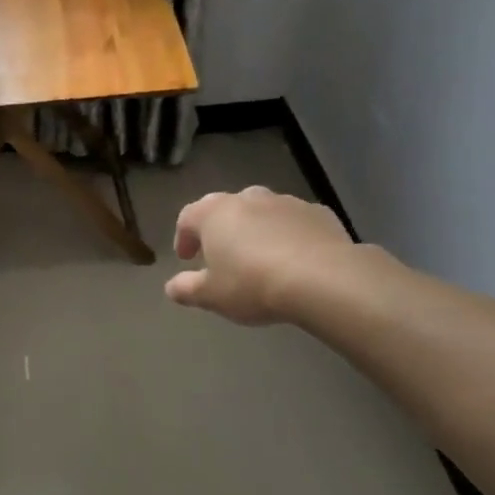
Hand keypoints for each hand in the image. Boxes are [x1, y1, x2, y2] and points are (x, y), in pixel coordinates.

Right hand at [165, 188, 355, 324]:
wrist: (323, 279)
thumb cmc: (253, 284)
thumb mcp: (211, 296)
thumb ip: (187, 289)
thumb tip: (172, 287)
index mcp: (214, 213)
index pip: (188, 217)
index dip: (183, 237)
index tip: (186, 258)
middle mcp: (248, 198)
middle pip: (227, 210)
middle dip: (221, 230)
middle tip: (223, 256)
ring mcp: (286, 202)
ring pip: (263, 212)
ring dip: (256, 230)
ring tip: (261, 259)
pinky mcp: (319, 213)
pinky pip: (295, 222)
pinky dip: (289, 235)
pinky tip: (295, 259)